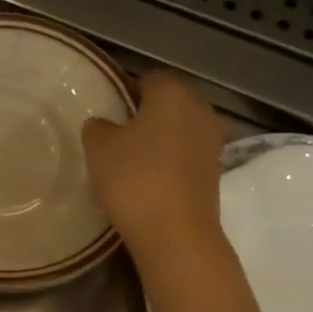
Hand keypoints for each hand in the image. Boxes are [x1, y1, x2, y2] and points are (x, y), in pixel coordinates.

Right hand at [82, 72, 224, 266]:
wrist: (175, 233)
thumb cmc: (134, 178)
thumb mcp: (99, 148)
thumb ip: (98, 127)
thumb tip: (104, 124)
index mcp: (173, 93)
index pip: (148, 78)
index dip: (125, 91)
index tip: (107, 111)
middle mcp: (200, 109)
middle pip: (168, 103)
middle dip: (144, 115)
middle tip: (114, 135)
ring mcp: (212, 141)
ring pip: (178, 129)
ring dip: (158, 140)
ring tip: (129, 160)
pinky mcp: (214, 171)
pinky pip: (186, 155)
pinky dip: (169, 161)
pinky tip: (147, 179)